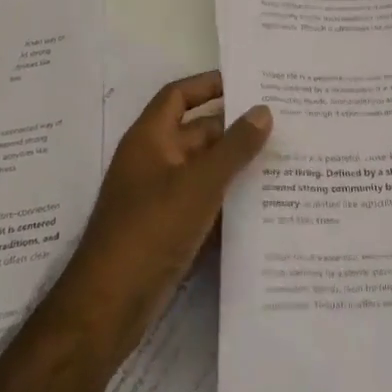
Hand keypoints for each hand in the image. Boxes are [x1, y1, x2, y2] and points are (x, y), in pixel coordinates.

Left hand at [60, 72, 271, 362]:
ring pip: (205, 171)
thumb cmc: (150, 230)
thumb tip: (263, 110)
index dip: (209, 85)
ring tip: (284, 162)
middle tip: (282, 125)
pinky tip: (265, 206)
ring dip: (237, 167)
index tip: (248, 83)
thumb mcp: (199, 183)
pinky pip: (205, 204)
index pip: (179, 96)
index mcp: (150, 139)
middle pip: (198, 133)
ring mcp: (160, 198)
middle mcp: (154, 162)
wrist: (107, 308)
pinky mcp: (169, 231)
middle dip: (235, 129)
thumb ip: (235, 147)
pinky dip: (229, 202)